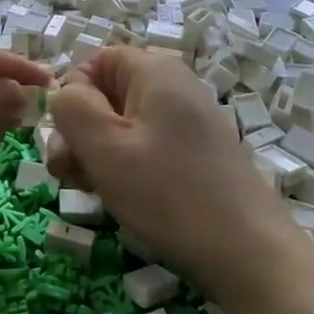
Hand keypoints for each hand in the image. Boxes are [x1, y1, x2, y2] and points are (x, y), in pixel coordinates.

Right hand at [48, 48, 297, 307]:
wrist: (248, 252)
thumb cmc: (168, 193)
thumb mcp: (104, 147)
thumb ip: (71, 109)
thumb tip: (65, 94)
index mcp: (154, 70)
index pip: (94, 61)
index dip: (71, 96)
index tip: (65, 139)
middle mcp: (175, 86)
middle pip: (107, 94)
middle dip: (79, 131)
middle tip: (68, 175)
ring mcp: (189, 122)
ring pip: (124, 125)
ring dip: (97, 154)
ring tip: (94, 192)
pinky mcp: (197, 154)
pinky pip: (146, 147)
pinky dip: (125, 168)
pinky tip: (122, 198)